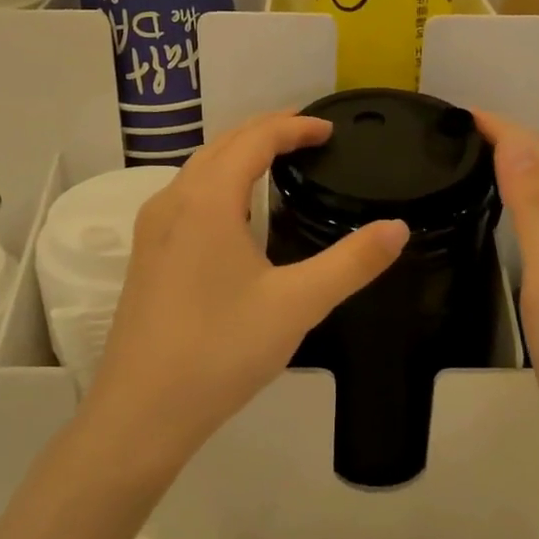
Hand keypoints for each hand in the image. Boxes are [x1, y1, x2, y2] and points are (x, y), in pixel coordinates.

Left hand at [83, 112, 408, 479]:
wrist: (141, 412)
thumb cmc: (220, 350)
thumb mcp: (298, 305)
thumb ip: (352, 262)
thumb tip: (398, 228)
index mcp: (206, 200)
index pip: (254, 139)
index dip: (294, 127)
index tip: (329, 130)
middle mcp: (172, 202)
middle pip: (222, 145)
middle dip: (267, 131)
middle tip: (310, 136)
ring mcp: (152, 230)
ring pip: (199, 170)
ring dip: (240, 155)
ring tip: (279, 163)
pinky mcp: (146, 256)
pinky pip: (187, 197)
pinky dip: (220, 183)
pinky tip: (238, 214)